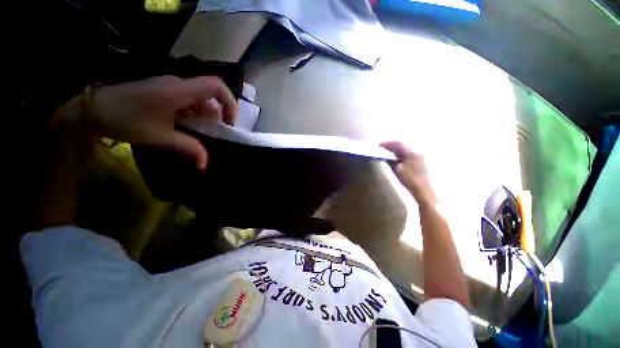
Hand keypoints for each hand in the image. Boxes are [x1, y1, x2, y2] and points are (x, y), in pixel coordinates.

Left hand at [52, 75, 237, 170]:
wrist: (90, 109)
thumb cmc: (124, 119)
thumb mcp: (159, 137)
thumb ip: (188, 148)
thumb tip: (205, 165)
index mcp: (179, 90)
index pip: (216, 86)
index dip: (229, 102)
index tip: (229, 121)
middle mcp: (178, 84)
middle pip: (210, 96)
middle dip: (216, 116)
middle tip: (210, 133)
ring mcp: (171, 87)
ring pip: (200, 100)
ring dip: (203, 117)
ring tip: (194, 133)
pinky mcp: (165, 92)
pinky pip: (188, 101)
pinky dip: (193, 115)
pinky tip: (183, 126)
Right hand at [381, 141, 437, 208]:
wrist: (424, 192)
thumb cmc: (410, 181)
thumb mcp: (397, 170)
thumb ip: (391, 161)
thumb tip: (386, 157)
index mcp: (412, 153)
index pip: (398, 143)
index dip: (387, 143)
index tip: (379, 145)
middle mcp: (417, 153)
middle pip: (402, 146)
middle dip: (391, 146)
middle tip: (382, 148)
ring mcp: (420, 158)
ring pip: (405, 151)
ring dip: (396, 151)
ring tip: (386, 153)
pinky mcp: (421, 163)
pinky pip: (408, 156)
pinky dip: (400, 156)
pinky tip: (395, 159)